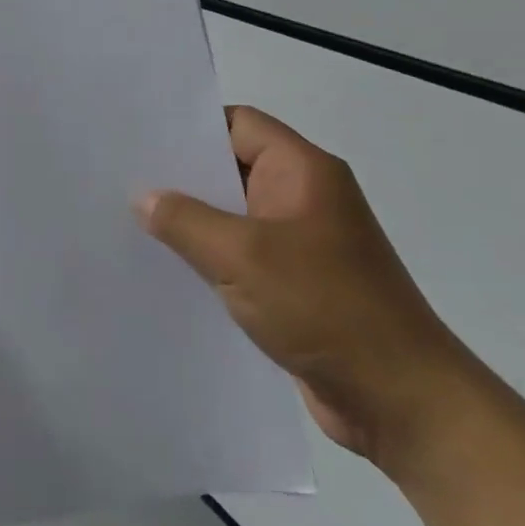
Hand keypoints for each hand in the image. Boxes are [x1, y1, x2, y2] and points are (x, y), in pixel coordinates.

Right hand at [137, 106, 477, 470]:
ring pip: (233, 213)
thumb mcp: (242, 255)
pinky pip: (241, 253)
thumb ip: (185, 220)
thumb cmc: (325, 308)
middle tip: (123, 176)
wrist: (402, 401)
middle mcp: (303, 196)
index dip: (190, 126)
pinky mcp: (296, 282)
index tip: (141, 138)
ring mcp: (301, 241)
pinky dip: (208, 255)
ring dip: (191, 219)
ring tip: (131, 218)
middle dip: (181, 174)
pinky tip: (166, 265)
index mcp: (303, 171)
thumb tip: (144, 198)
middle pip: (232, 166)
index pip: (238, 124)